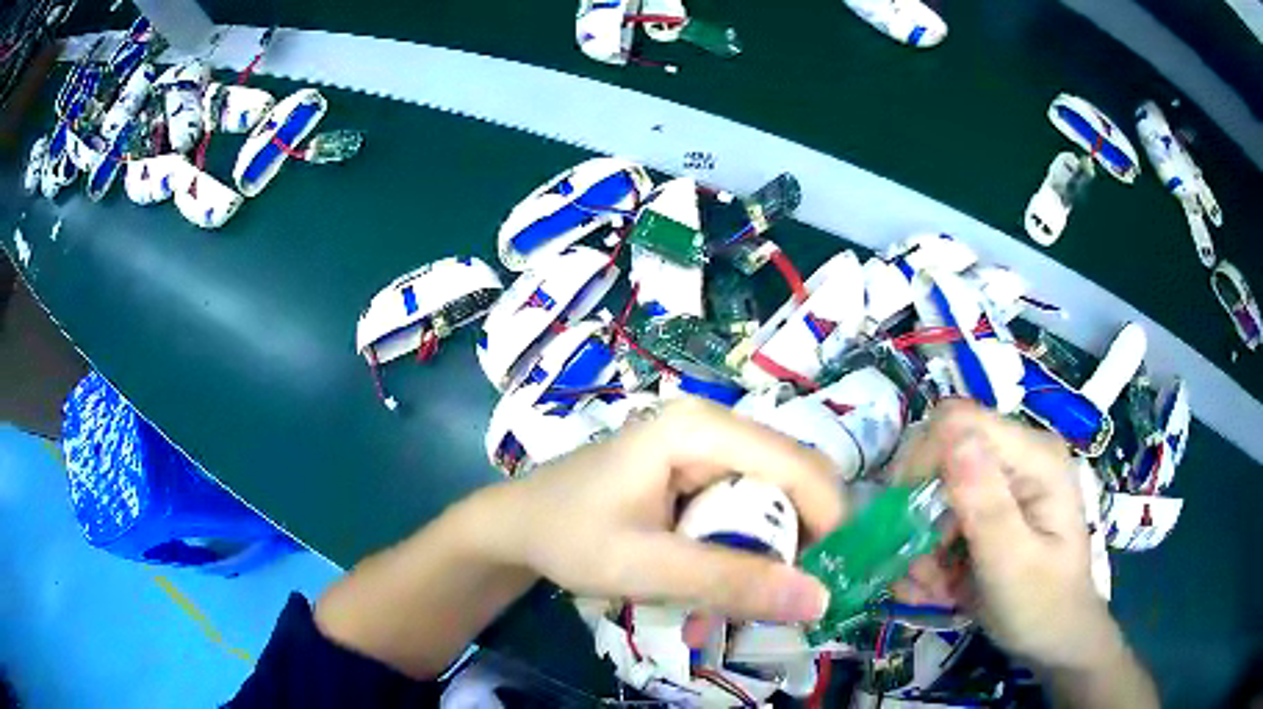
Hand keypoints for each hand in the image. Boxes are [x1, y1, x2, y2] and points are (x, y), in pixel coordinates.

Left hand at [470, 397, 844, 622]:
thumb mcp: (644, 566)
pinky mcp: (697, 469)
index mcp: (700, 429)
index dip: (830, 522)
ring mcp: (705, 445)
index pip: (799, 466)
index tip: (828, 582)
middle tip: (784, 596)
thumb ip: (728, 582)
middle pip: (793, 478)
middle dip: (801, 539)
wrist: (517, 525)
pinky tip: (723, 576)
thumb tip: (817, 600)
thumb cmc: (568, 536)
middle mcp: (712, 424)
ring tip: (749, 594)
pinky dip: (749, 544)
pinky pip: (748, 503)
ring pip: (775, 495)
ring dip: (775, 547)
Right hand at [894, 401, 1123, 670]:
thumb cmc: (1042, 605)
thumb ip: (986, 504)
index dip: (923, 459)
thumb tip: (950, 435)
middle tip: (914, 564)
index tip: (902, 515)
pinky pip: (945, 519)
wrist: (1056, 640)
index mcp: (1034, 458)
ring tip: (928, 589)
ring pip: (937, 494)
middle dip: (919, 512)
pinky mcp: (992, 511)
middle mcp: (1018, 459)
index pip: (961, 422)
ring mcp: (1005, 485)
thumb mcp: (1013, 563)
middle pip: (944, 456)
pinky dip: (932, 554)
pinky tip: (934, 588)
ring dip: (922, 543)